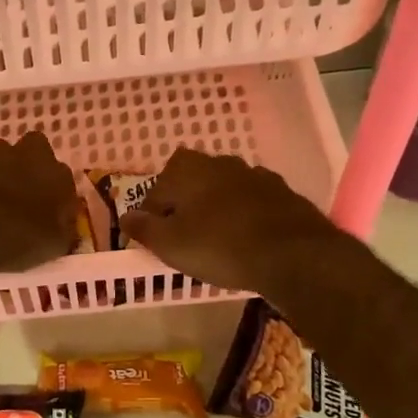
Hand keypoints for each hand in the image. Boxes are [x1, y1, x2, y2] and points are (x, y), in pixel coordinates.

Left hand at [0, 133, 80, 272]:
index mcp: (56, 175)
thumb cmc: (20, 241)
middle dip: (30, 163)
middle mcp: (27, 156)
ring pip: (0, 150)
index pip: (64, 174)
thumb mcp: (55, 246)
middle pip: (34, 147)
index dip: (57, 190)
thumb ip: (63, 228)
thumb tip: (63, 224)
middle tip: (24, 190)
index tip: (52, 208)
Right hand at [121, 148, 350, 293]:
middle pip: (192, 183)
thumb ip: (144, 229)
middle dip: (185, 205)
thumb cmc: (220, 246)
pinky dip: (244, 216)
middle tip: (184, 236)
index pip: (156, 190)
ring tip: (215, 239)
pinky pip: (252, 202)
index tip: (155, 239)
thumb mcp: (171, 244)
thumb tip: (125, 217)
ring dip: (216, 208)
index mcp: (187, 170)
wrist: (292, 254)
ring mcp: (255, 175)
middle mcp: (220, 163)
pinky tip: (246, 239)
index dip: (152, 216)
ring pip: (223, 190)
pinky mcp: (282, 192)